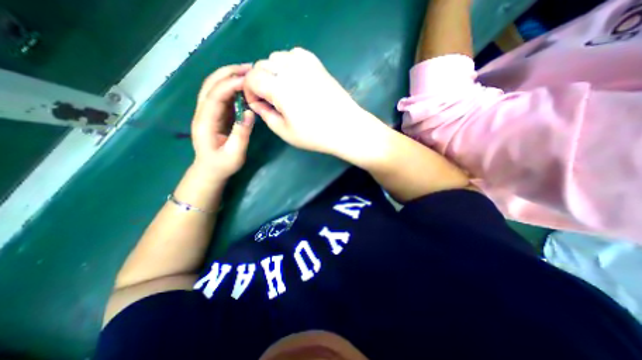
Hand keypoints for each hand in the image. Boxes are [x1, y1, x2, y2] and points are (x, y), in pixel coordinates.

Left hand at [191, 63, 256, 178]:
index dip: (229, 85)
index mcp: (205, 123)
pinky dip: (231, 87)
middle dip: (228, 73)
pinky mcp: (215, 115)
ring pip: (214, 87)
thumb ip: (241, 134)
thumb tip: (250, 113)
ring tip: (247, 72)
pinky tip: (244, 86)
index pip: (214, 97)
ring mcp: (207, 112)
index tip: (247, 80)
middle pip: (210, 85)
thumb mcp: (235, 154)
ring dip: (229, 76)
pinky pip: (221, 96)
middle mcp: (202, 113)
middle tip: (249, 68)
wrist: (209, 170)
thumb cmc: (222, 165)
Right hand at [244, 46, 376, 157]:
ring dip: (273, 71)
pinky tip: (295, 79)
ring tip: (282, 90)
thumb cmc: (315, 135)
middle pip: (262, 64)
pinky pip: (294, 54)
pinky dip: (288, 64)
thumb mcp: (285, 131)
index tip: (257, 104)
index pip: (252, 78)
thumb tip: (256, 104)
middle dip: (259, 81)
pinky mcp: (317, 64)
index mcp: (279, 88)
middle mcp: (290, 69)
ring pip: (277, 57)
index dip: (249, 91)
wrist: (346, 127)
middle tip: (269, 100)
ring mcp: (305, 64)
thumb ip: (266, 115)